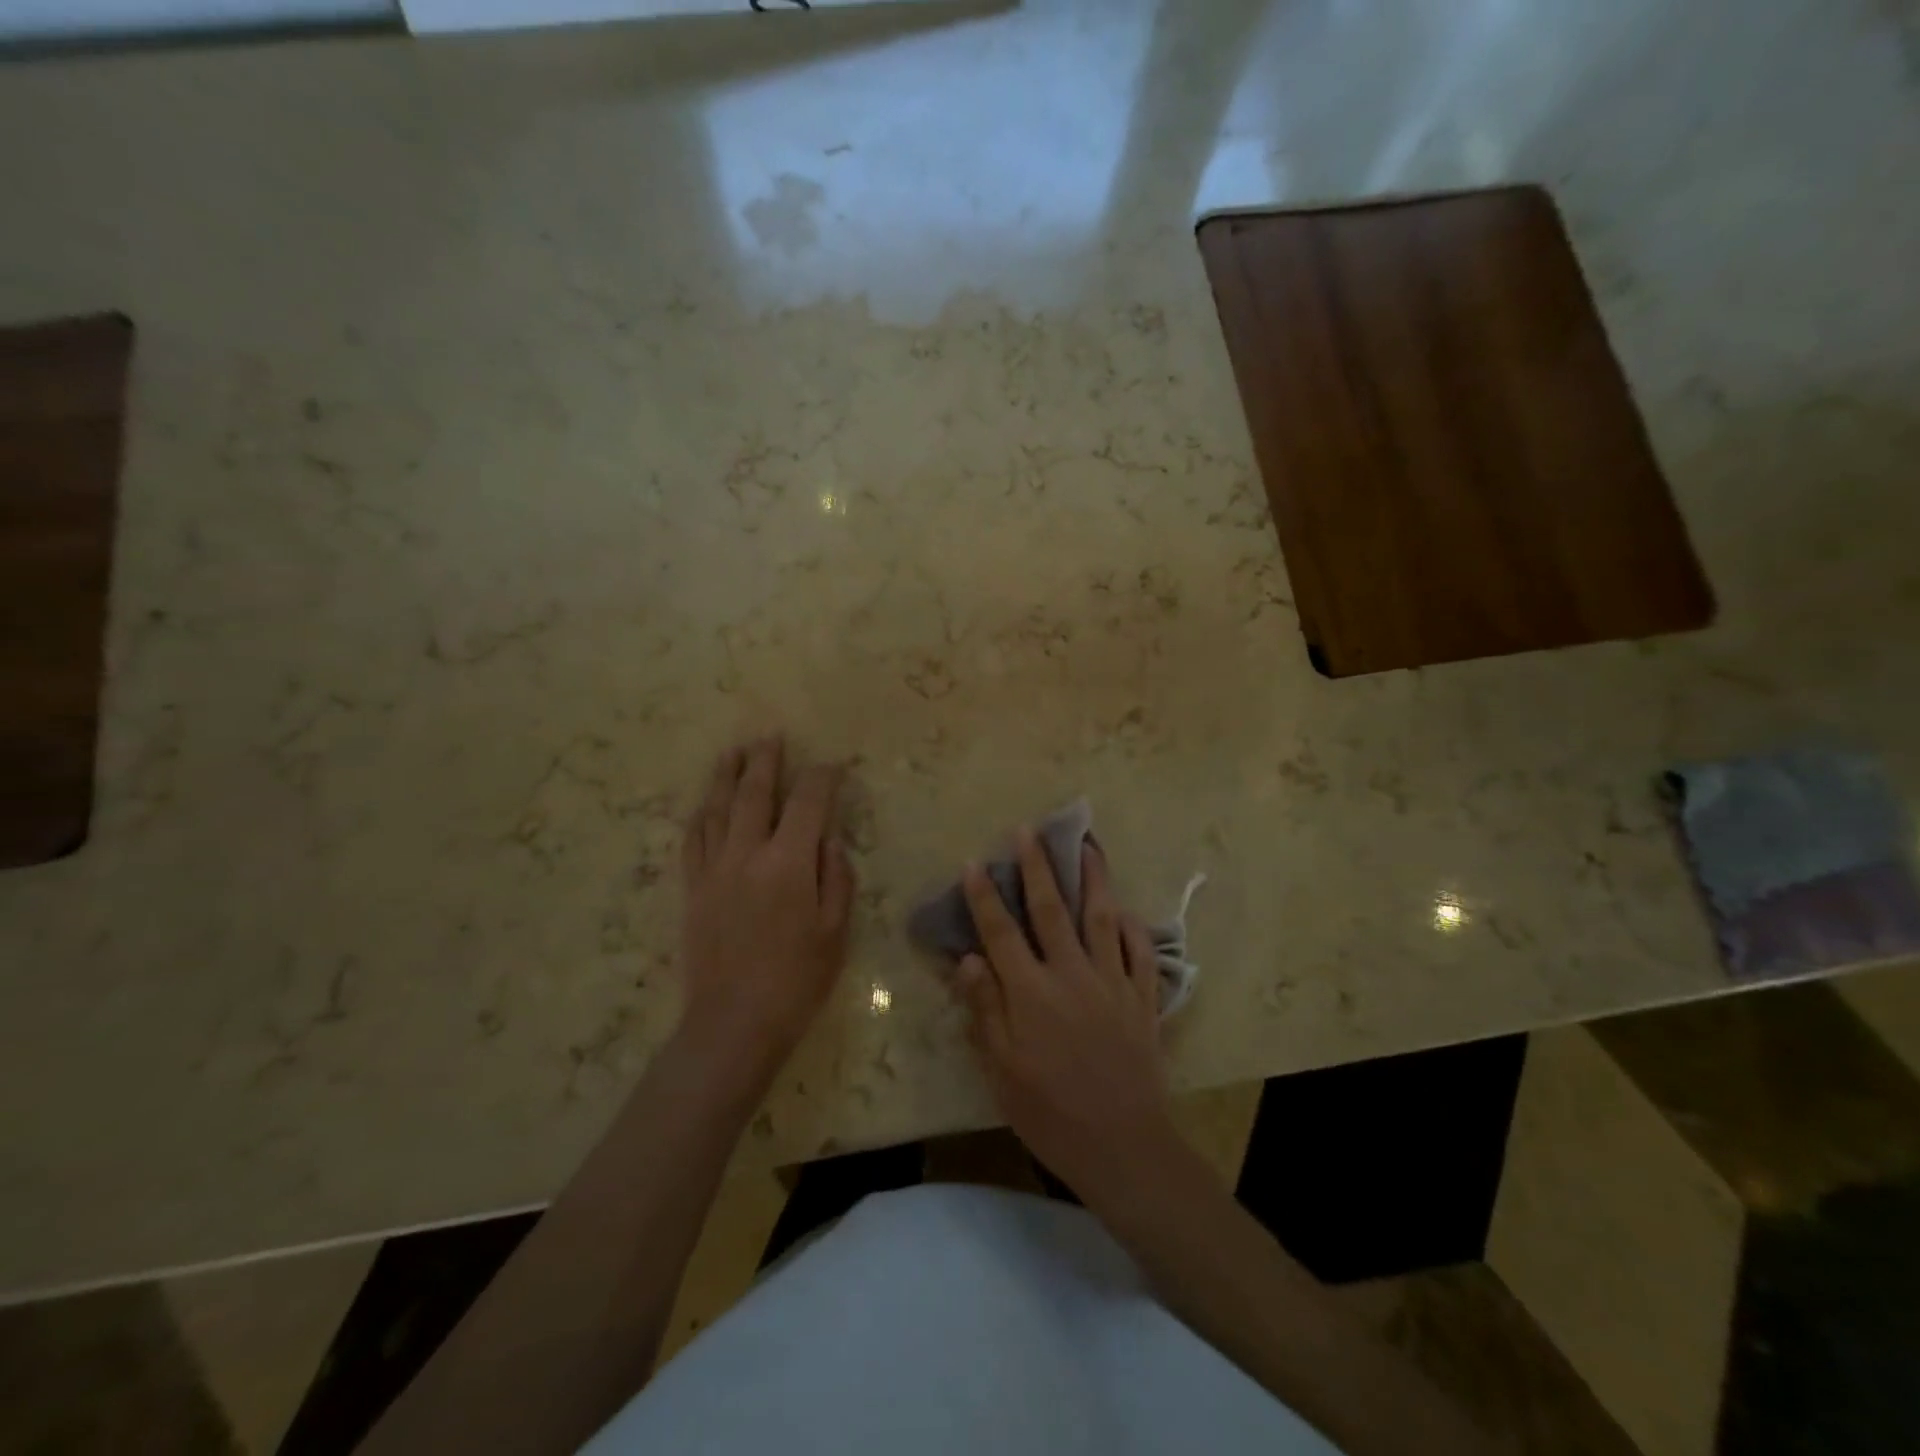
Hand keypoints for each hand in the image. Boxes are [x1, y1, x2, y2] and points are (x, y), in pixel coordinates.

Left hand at [679, 737, 854, 1084]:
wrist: (733, 1023)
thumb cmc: (797, 979)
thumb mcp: (835, 930)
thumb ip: (836, 877)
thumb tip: (829, 838)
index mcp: (789, 863)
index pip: (808, 803)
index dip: (823, 779)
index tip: (833, 766)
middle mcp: (747, 854)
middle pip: (755, 794)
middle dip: (766, 761)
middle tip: (771, 736)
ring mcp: (714, 869)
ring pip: (718, 809)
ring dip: (726, 776)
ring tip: (733, 752)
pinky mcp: (692, 889)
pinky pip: (693, 840)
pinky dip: (702, 815)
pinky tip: (706, 804)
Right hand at [955, 831, 1176, 1201]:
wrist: (1124, 1146)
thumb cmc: (1051, 1113)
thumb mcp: (1002, 1071)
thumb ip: (985, 1009)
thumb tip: (968, 958)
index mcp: (1032, 993)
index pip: (1001, 933)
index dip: (985, 897)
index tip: (974, 863)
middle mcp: (1072, 975)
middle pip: (1051, 910)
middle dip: (1037, 867)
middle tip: (1029, 831)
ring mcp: (1112, 982)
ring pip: (1101, 917)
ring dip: (1092, 878)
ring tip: (1087, 845)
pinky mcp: (1143, 999)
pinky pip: (1141, 952)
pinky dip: (1133, 927)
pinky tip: (1125, 910)